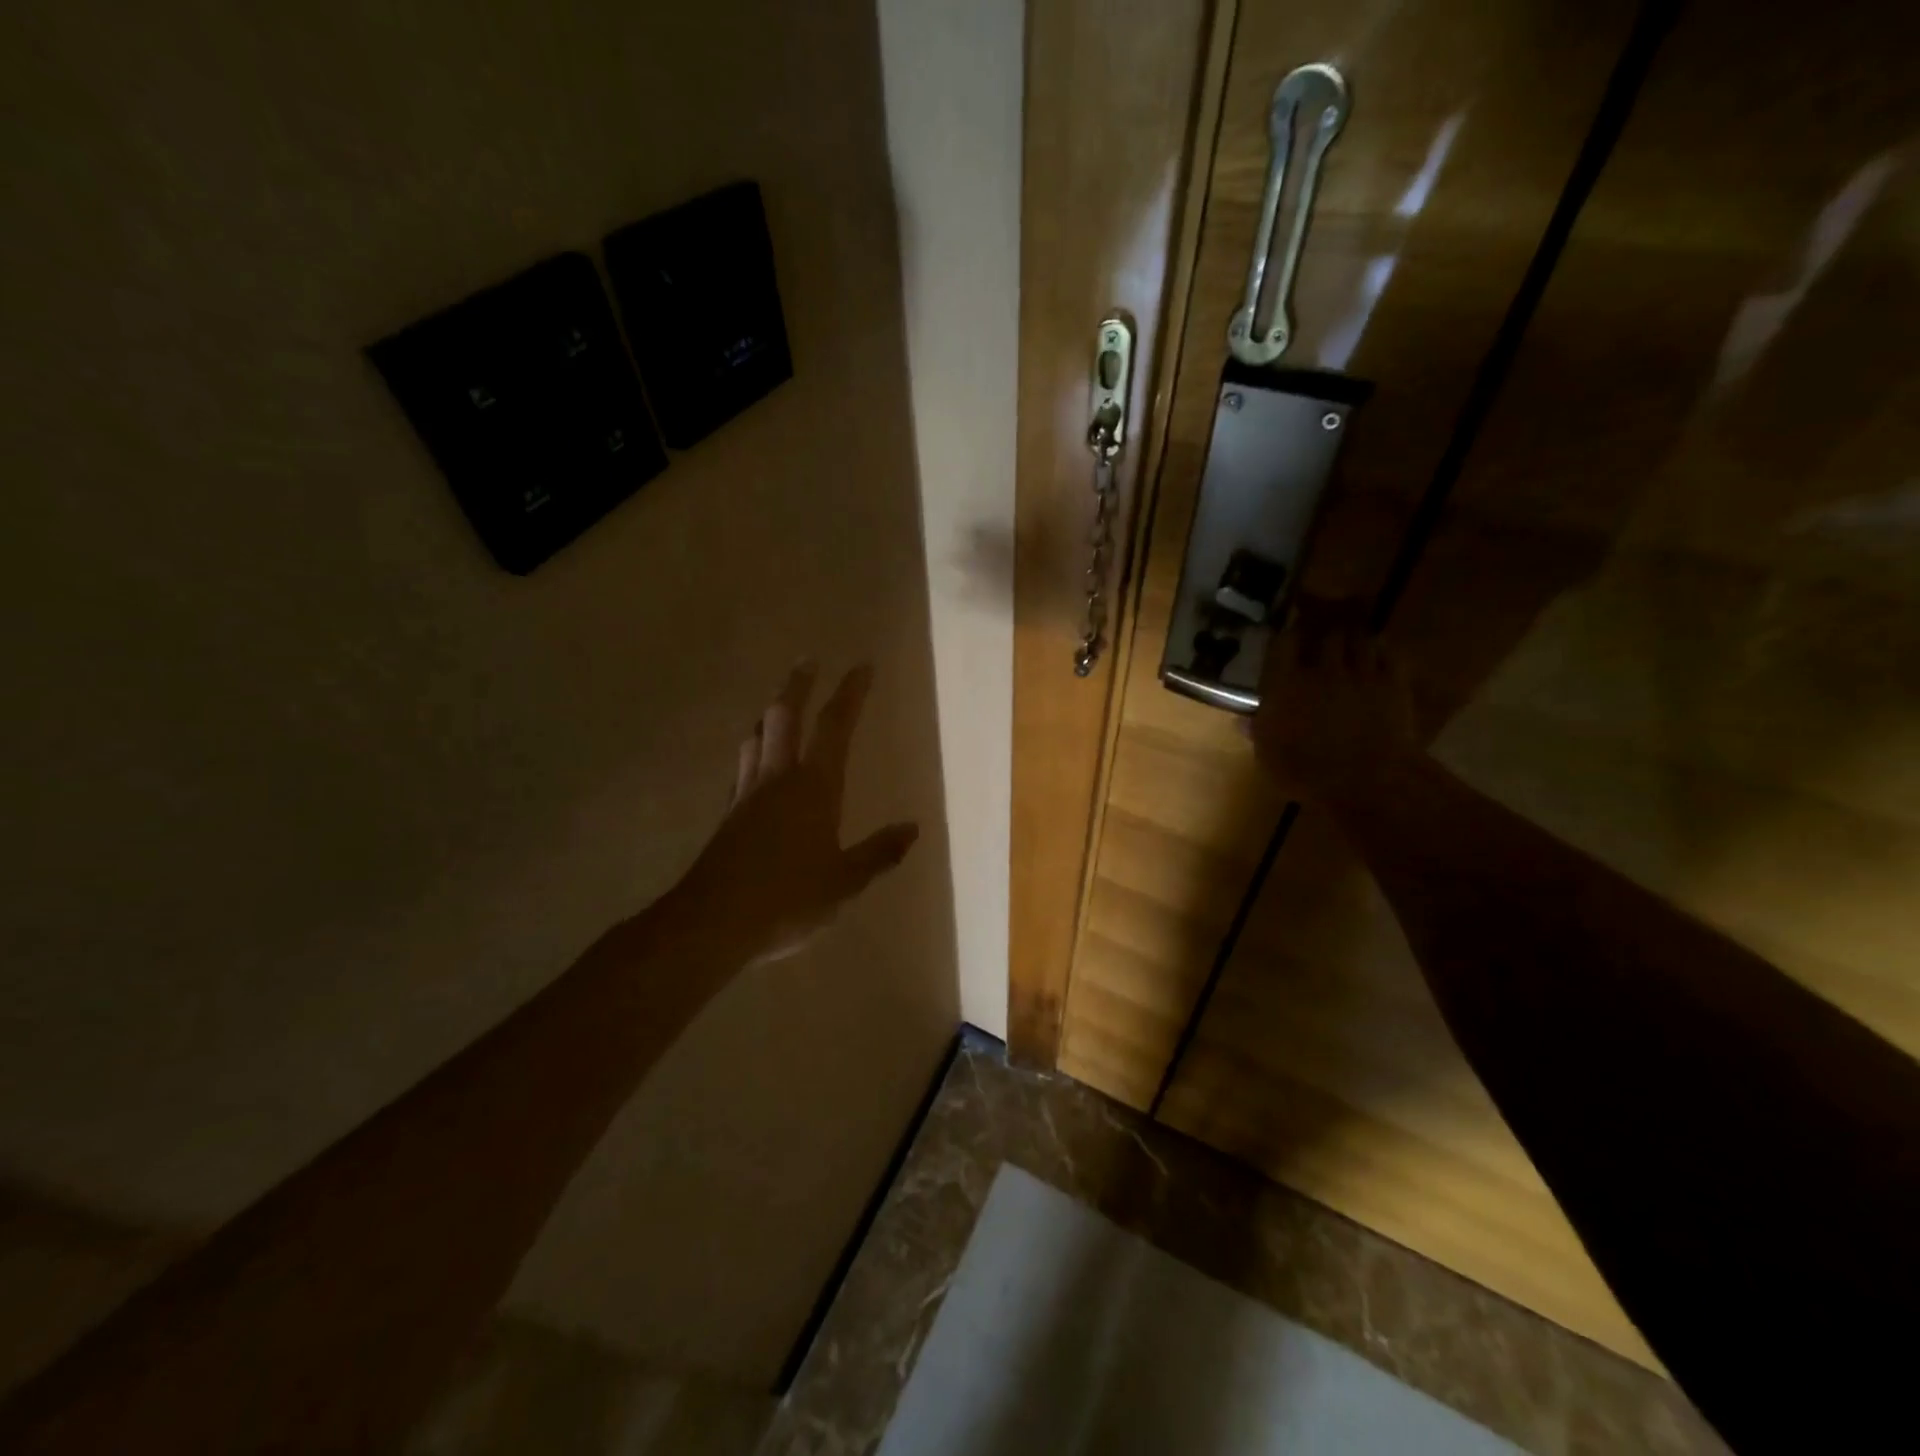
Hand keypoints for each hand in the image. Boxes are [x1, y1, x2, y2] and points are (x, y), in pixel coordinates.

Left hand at [671, 663, 918, 966]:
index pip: (835, 726)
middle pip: (784, 715)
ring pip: (756, 735)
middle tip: (808, 660)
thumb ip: (878, 853)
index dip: (850, 693)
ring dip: (770, 712)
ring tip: (780, 703)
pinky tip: (755, 761)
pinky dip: (753, 747)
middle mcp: (778, 778)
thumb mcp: (844, 883)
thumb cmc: (788, 901)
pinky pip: (742, 765)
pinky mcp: (727, 814)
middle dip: (799, 684)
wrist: (713, 923)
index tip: (862, 665)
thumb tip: (912, 829)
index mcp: (814, 787)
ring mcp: (747, 793)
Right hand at [1251, 597, 1417, 796]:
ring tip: (1351, 646)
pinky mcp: (1393, 683)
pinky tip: (1378, 657)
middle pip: (1326, 634)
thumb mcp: (1268, 756)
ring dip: (1354, 641)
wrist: (1366, 782)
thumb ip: (1258, 731)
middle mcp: (1322, 670)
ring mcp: (1361, 674)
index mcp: (1285, 684)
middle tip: (1322, 642)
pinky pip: (1390, 654)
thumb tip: (1242, 720)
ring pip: (1360, 639)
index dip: (1286, 637)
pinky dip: (1383, 652)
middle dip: (1324, 636)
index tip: (1287, 639)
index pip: (1283, 643)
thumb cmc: (1305, 772)